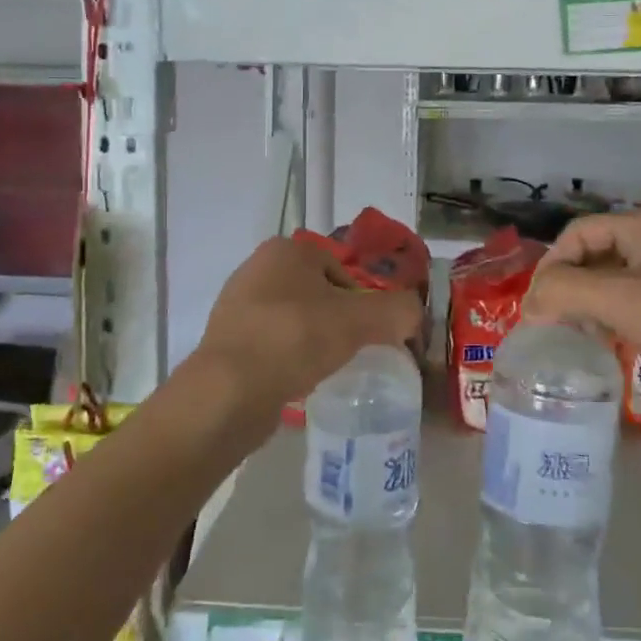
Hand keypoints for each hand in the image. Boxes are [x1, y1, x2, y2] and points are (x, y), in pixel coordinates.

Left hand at [193, 236, 423, 433]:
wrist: (230, 390)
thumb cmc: (296, 339)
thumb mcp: (361, 320)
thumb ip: (398, 311)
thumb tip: (414, 313)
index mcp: (286, 250)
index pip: (341, 270)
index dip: (363, 301)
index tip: (370, 333)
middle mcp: (257, 268)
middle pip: (318, 294)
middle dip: (338, 321)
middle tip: (353, 351)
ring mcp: (237, 306)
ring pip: (295, 320)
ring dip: (313, 341)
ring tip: (326, 369)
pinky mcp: (226, 341)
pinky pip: (272, 345)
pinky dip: (289, 359)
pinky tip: (298, 381)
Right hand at [525, 208, 640, 441]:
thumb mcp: (625, 302)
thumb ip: (566, 293)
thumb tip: (529, 303)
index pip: (578, 233)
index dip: (552, 268)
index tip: (538, 312)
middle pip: (598, 257)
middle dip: (573, 291)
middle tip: (558, 330)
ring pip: (621, 285)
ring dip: (596, 310)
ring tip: (587, 343)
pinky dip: (625, 324)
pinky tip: (622, 350)